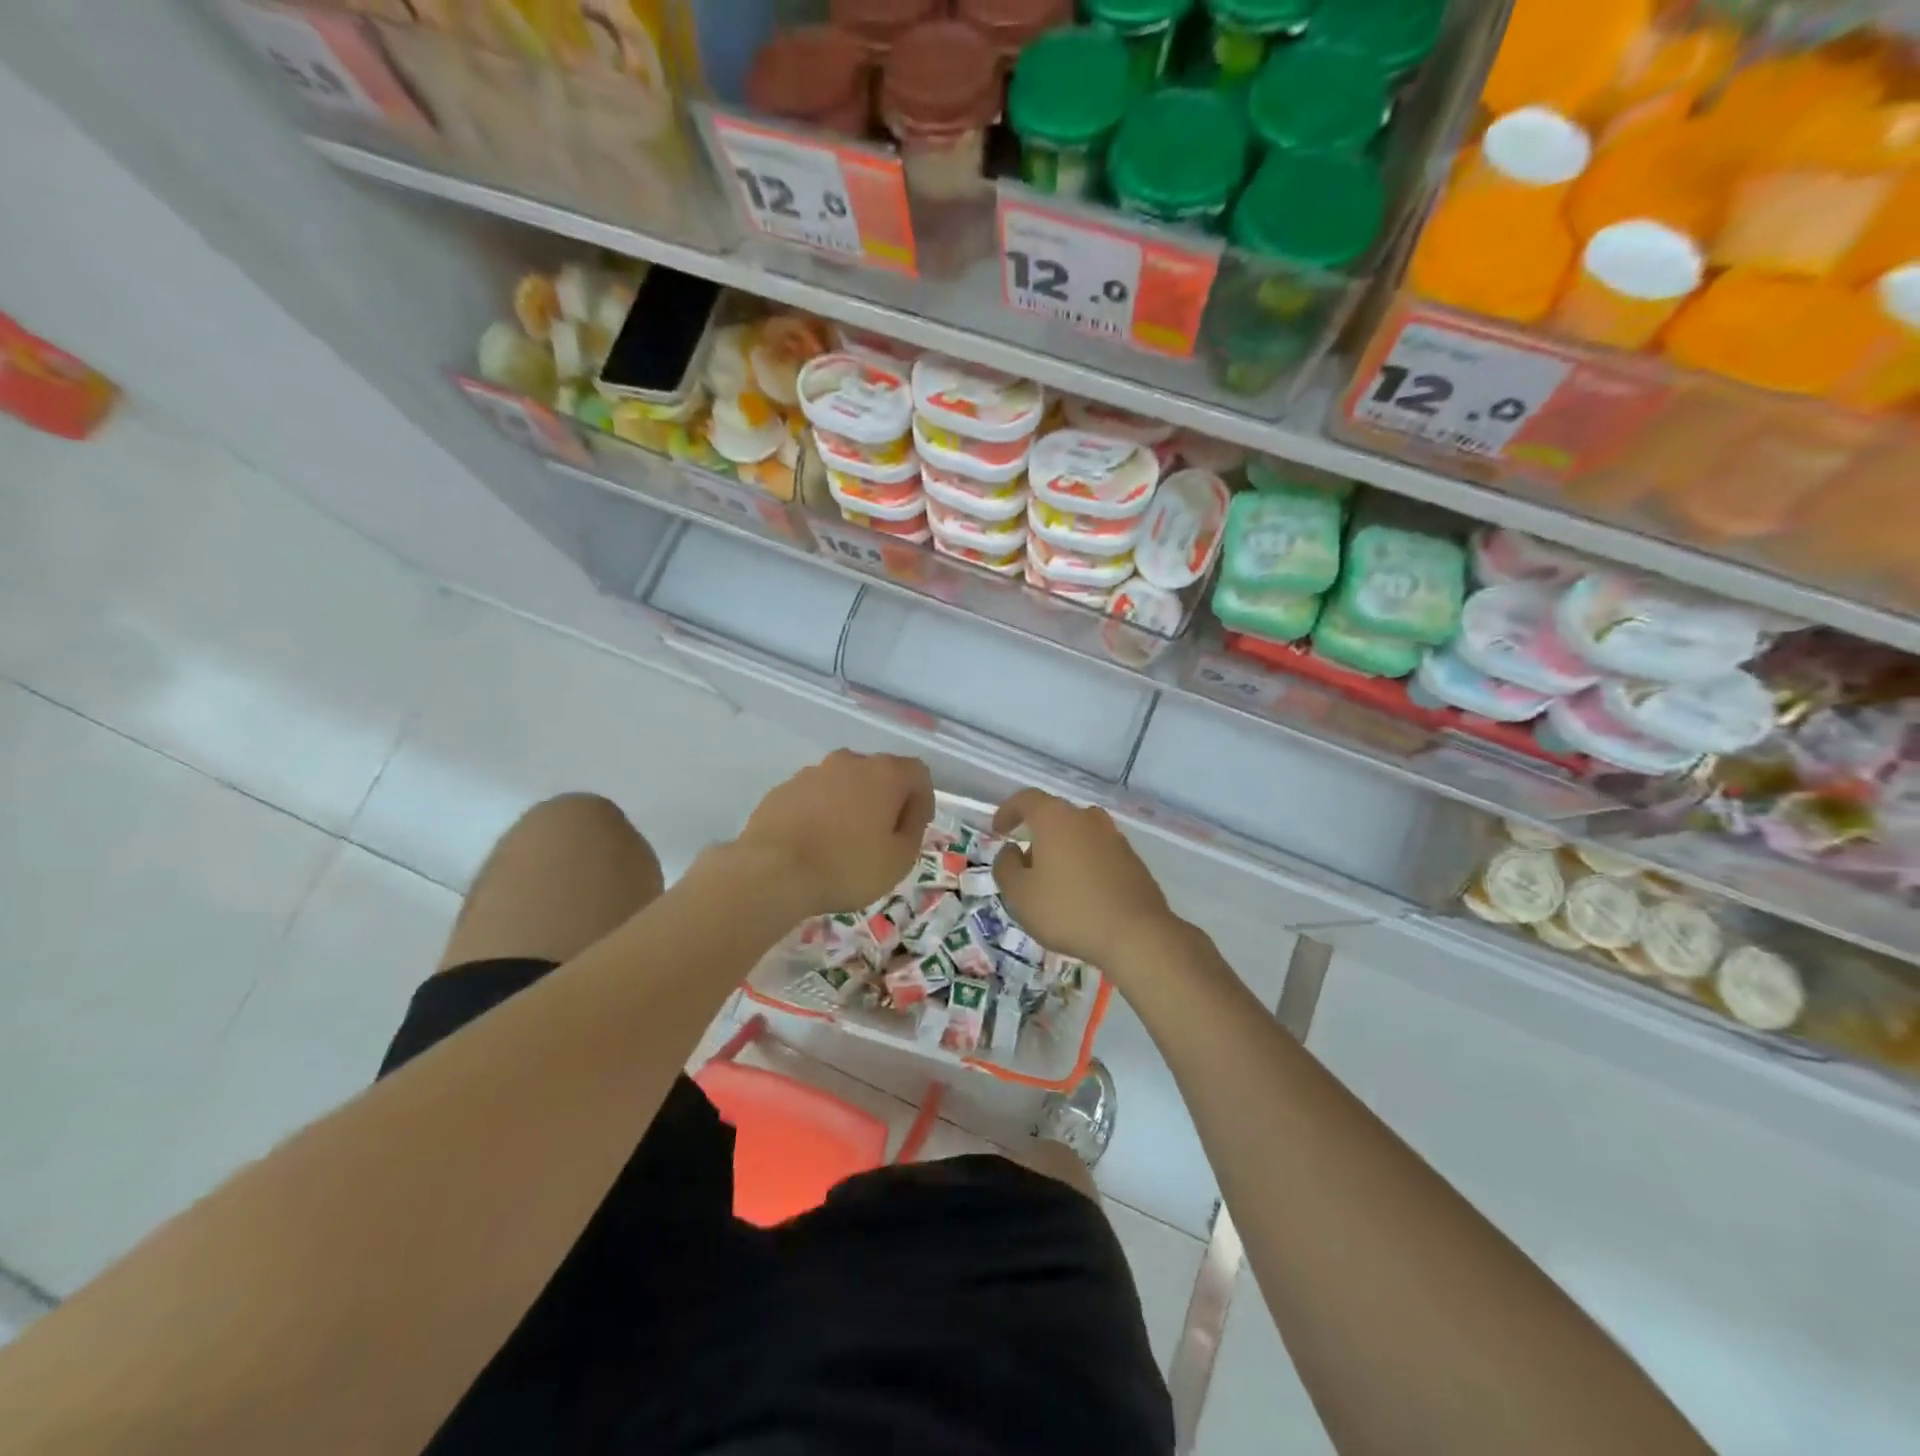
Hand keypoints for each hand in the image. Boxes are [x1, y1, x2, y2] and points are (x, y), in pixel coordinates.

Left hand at [738, 750, 933, 915]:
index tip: (915, 829)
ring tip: (844, 842)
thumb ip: (912, 832)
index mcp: (884, 773)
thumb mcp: (899, 860)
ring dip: (850, 805)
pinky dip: (820, 813)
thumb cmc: (847, 866)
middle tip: (882, 836)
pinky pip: (813, 797)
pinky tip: (814, 843)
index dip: (922, 800)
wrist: (772, 872)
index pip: (917, 773)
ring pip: (843, 783)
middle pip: (878, 774)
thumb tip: (906, 817)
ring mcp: (811, 772)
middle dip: (885, 800)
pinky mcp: (782, 789)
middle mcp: (849, 762)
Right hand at [991, 789, 1181, 973]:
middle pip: (1055, 816)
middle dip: (1036, 835)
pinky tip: (1081, 895)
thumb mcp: (1020, 894)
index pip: (1027, 799)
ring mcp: (1114, 838)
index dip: (1008, 811)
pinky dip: (1085, 865)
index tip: (998, 830)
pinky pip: (1099, 854)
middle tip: (1025, 865)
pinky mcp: (1133, 860)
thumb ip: (1006, 867)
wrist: (1137, 935)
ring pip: (1079, 835)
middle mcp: (1087, 818)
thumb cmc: (1069, 910)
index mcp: (1056, 818)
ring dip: (1062, 851)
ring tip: (1053, 883)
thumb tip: (1012, 851)